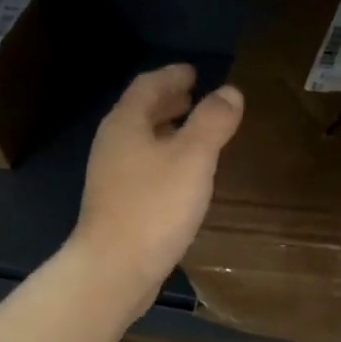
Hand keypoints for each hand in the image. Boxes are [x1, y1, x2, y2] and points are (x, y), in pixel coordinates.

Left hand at [72, 63, 243, 321]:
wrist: (114, 269)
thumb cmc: (154, 207)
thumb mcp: (193, 158)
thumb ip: (213, 122)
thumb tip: (230, 92)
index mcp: (126, 124)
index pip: (148, 85)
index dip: (172, 75)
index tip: (194, 72)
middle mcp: (113, 144)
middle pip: (140, 112)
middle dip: (168, 102)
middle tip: (195, 97)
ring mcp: (110, 177)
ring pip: (141, 141)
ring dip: (166, 131)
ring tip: (193, 133)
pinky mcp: (116, 205)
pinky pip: (143, 167)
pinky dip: (163, 158)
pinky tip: (182, 176)